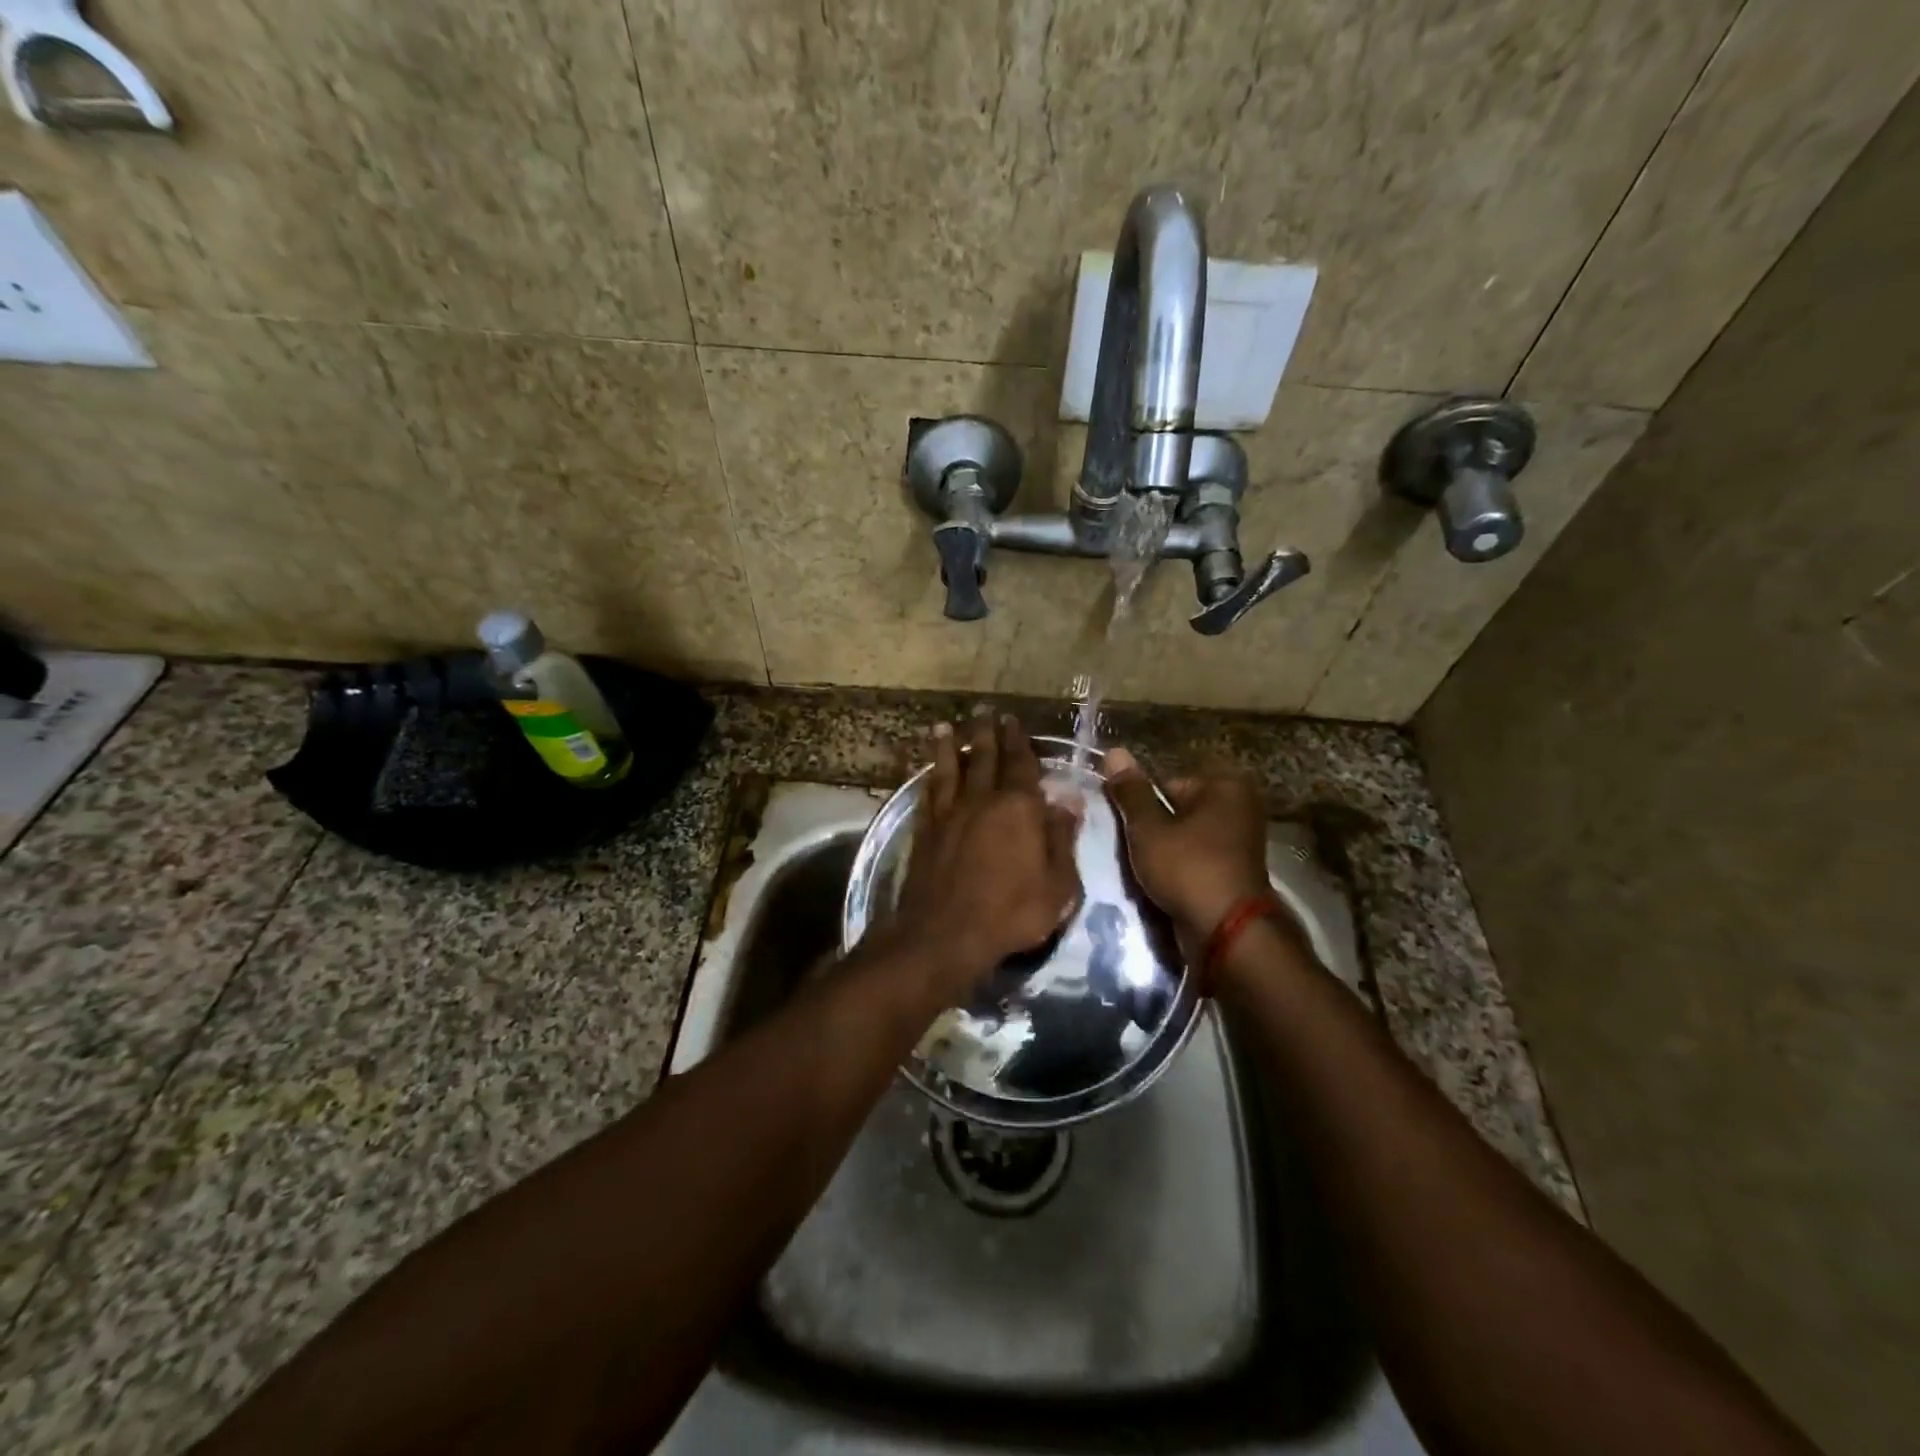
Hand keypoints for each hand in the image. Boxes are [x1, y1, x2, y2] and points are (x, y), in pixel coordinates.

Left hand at [888, 710, 1082, 1000]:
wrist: (946, 934)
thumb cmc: (1011, 913)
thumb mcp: (1058, 885)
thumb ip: (1062, 839)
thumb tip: (1069, 801)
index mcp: (1019, 808)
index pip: (1021, 764)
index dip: (1018, 741)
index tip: (1013, 721)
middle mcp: (982, 800)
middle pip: (984, 757)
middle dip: (986, 733)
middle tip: (983, 711)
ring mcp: (950, 813)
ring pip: (950, 769)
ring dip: (949, 746)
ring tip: (945, 726)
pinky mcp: (925, 830)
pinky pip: (929, 793)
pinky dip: (929, 776)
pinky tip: (928, 770)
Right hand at [1103, 747, 1270, 951]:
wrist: (1228, 933)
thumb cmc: (1188, 868)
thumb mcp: (1149, 828)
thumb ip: (1130, 791)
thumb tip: (1114, 750)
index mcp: (1224, 785)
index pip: (1165, 782)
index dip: (1139, 803)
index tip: (1122, 824)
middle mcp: (1239, 806)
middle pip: (1175, 809)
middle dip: (1151, 828)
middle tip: (1130, 849)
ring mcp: (1240, 841)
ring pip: (1183, 837)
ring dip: (1162, 851)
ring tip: (1142, 869)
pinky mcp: (1234, 871)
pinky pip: (1195, 859)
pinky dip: (1178, 868)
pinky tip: (1160, 883)